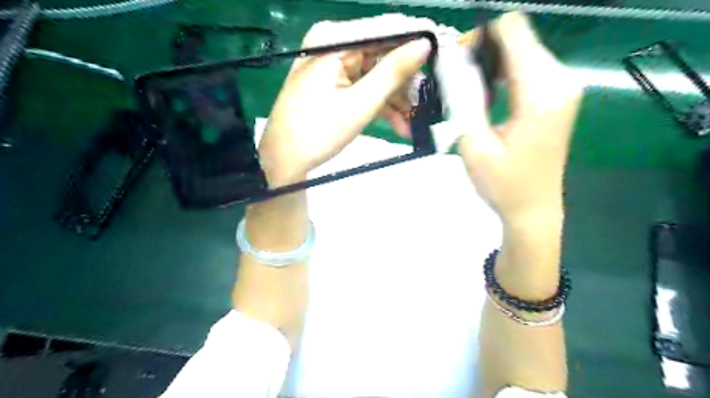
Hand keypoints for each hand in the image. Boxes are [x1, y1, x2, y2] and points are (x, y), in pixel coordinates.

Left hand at [255, 13, 432, 183]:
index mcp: (334, 41)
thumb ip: (393, 72)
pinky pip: (364, 88)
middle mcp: (333, 46)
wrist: (285, 159)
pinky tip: (399, 125)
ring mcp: (333, 66)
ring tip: (413, 124)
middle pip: (382, 56)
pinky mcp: (334, 85)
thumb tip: (424, 44)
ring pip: (376, 76)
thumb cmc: (318, 131)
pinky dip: (381, 106)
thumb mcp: (360, 103)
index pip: (386, 31)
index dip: (416, 43)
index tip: (443, 57)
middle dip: (405, 83)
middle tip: (427, 103)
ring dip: (396, 101)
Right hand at [438, 12, 582, 223]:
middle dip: (483, 51)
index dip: (480, 37)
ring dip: (491, 64)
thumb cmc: (502, 185)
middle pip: (518, 36)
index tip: (457, 61)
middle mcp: (560, 80)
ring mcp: (564, 86)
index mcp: (540, 92)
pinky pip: (528, 67)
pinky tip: (488, 98)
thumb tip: (453, 62)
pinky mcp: (559, 96)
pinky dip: (503, 74)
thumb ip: (463, 98)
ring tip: (470, 93)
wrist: (534, 209)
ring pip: (522, 50)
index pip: (513, 29)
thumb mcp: (473, 144)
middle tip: (458, 82)